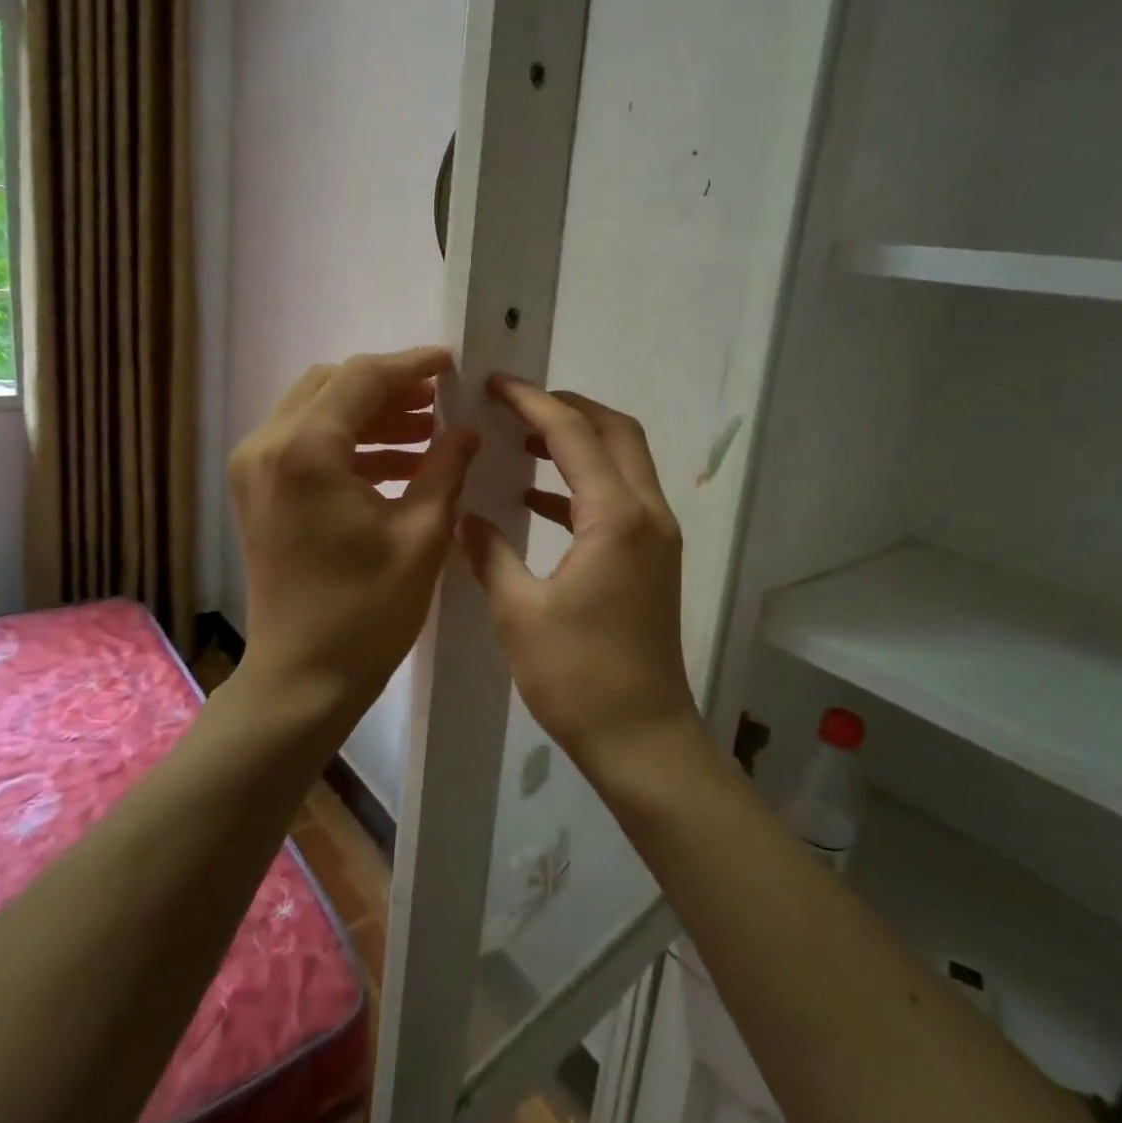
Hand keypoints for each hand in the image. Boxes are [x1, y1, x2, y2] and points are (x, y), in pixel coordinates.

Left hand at [230, 347, 479, 713]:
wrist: (302, 679)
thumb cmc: (367, 612)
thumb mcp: (422, 535)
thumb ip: (446, 468)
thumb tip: (467, 429)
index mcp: (307, 452)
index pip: (362, 378)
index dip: (411, 366)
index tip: (452, 364)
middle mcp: (268, 447)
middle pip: (333, 384)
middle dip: (389, 388)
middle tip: (440, 403)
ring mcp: (254, 469)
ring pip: (317, 410)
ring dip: (371, 415)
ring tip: (427, 433)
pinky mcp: (257, 491)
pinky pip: (305, 443)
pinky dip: (349, 443)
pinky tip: (397, 464)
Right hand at [459, 375, 700, 781]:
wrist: (642, 738)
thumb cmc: (578, 677)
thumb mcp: (519, 613)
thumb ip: (490, 555)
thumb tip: (465, 519)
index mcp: (616, 517)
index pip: (574, 433)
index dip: (532, 402)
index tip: (495, 384)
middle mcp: (647, 514)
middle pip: (615, 431)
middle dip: (567, 408)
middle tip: (515, 406)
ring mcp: (656, 536)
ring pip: (623, 461)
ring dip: (578, 442)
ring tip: (522, 442)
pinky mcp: (653, 559)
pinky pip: (619, 497)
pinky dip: (582, 483)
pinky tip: (537, 502)